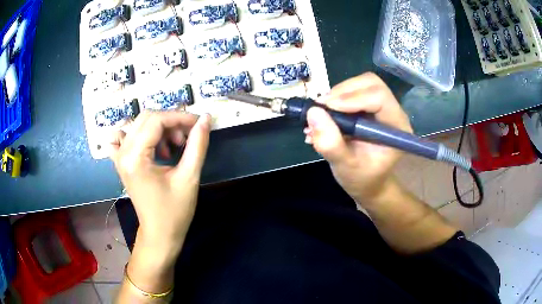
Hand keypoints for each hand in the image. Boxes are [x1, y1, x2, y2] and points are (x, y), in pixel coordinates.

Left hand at [110, 111, 210, 253]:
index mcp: (135, 158)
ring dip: (159, 129)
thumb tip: (206, 119)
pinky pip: (123, 138)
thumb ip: (197, 145)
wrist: (159, 234)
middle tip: (187, 138)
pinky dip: (137, 134)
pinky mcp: (121, 162)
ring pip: (138, 125)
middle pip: (146, 118)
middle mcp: (123, 153)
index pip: (156, 121)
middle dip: (171, 122)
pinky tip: (150, 145)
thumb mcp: (189, 177)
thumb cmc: (174, 211)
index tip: (199, 124)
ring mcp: (119, 157)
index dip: (180, 117)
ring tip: (173, 148)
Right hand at [305, 73, 411, 205]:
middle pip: (370, 83)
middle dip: (343, 91)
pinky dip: (335, 98)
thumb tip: (313, 112)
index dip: (352, 98)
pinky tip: (325, 115)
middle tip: (322, 107)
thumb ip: (331, 144)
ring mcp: (382, 107)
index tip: (326, 108)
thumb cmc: (362, 178)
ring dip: (337, 94)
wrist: (368, 181)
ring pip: (360, 84)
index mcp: (396, 127)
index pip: (379, 97)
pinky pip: (353, 91)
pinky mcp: (370, 106)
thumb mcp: (345, 167)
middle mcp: (393, 111)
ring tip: (320, 114)